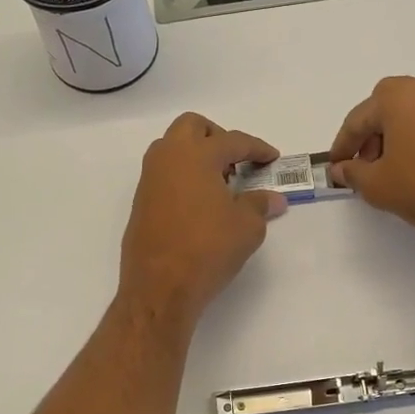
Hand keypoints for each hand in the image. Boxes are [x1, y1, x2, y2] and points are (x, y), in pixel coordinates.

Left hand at [118, 113, 287, 330]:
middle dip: (217, 137)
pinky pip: (164, 173)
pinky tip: (200, 203)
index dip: (257, 148)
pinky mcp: (141, 201)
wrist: (160, 286)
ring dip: (196, 154)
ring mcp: (150, 179)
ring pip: (172, 148)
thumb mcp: (247, 227)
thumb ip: (260, 205)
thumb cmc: (208, 249)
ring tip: (219, 183)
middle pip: (192, 127)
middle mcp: (168, 158)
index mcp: (196, 155)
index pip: (233, 141)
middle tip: (236, 162)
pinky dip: (183, 176)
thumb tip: (273, 199)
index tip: (271, 158)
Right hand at [327, 77, 414, 256]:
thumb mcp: (377, 185)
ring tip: (392, 171)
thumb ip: (352, 172)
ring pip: (414, 116)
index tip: (335, 167)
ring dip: (397, 138)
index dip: (342, 146)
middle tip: (363, 167)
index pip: (358, 119)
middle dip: (371, 138)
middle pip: (387, 110)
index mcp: (399, 95)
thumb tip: (340, 169)